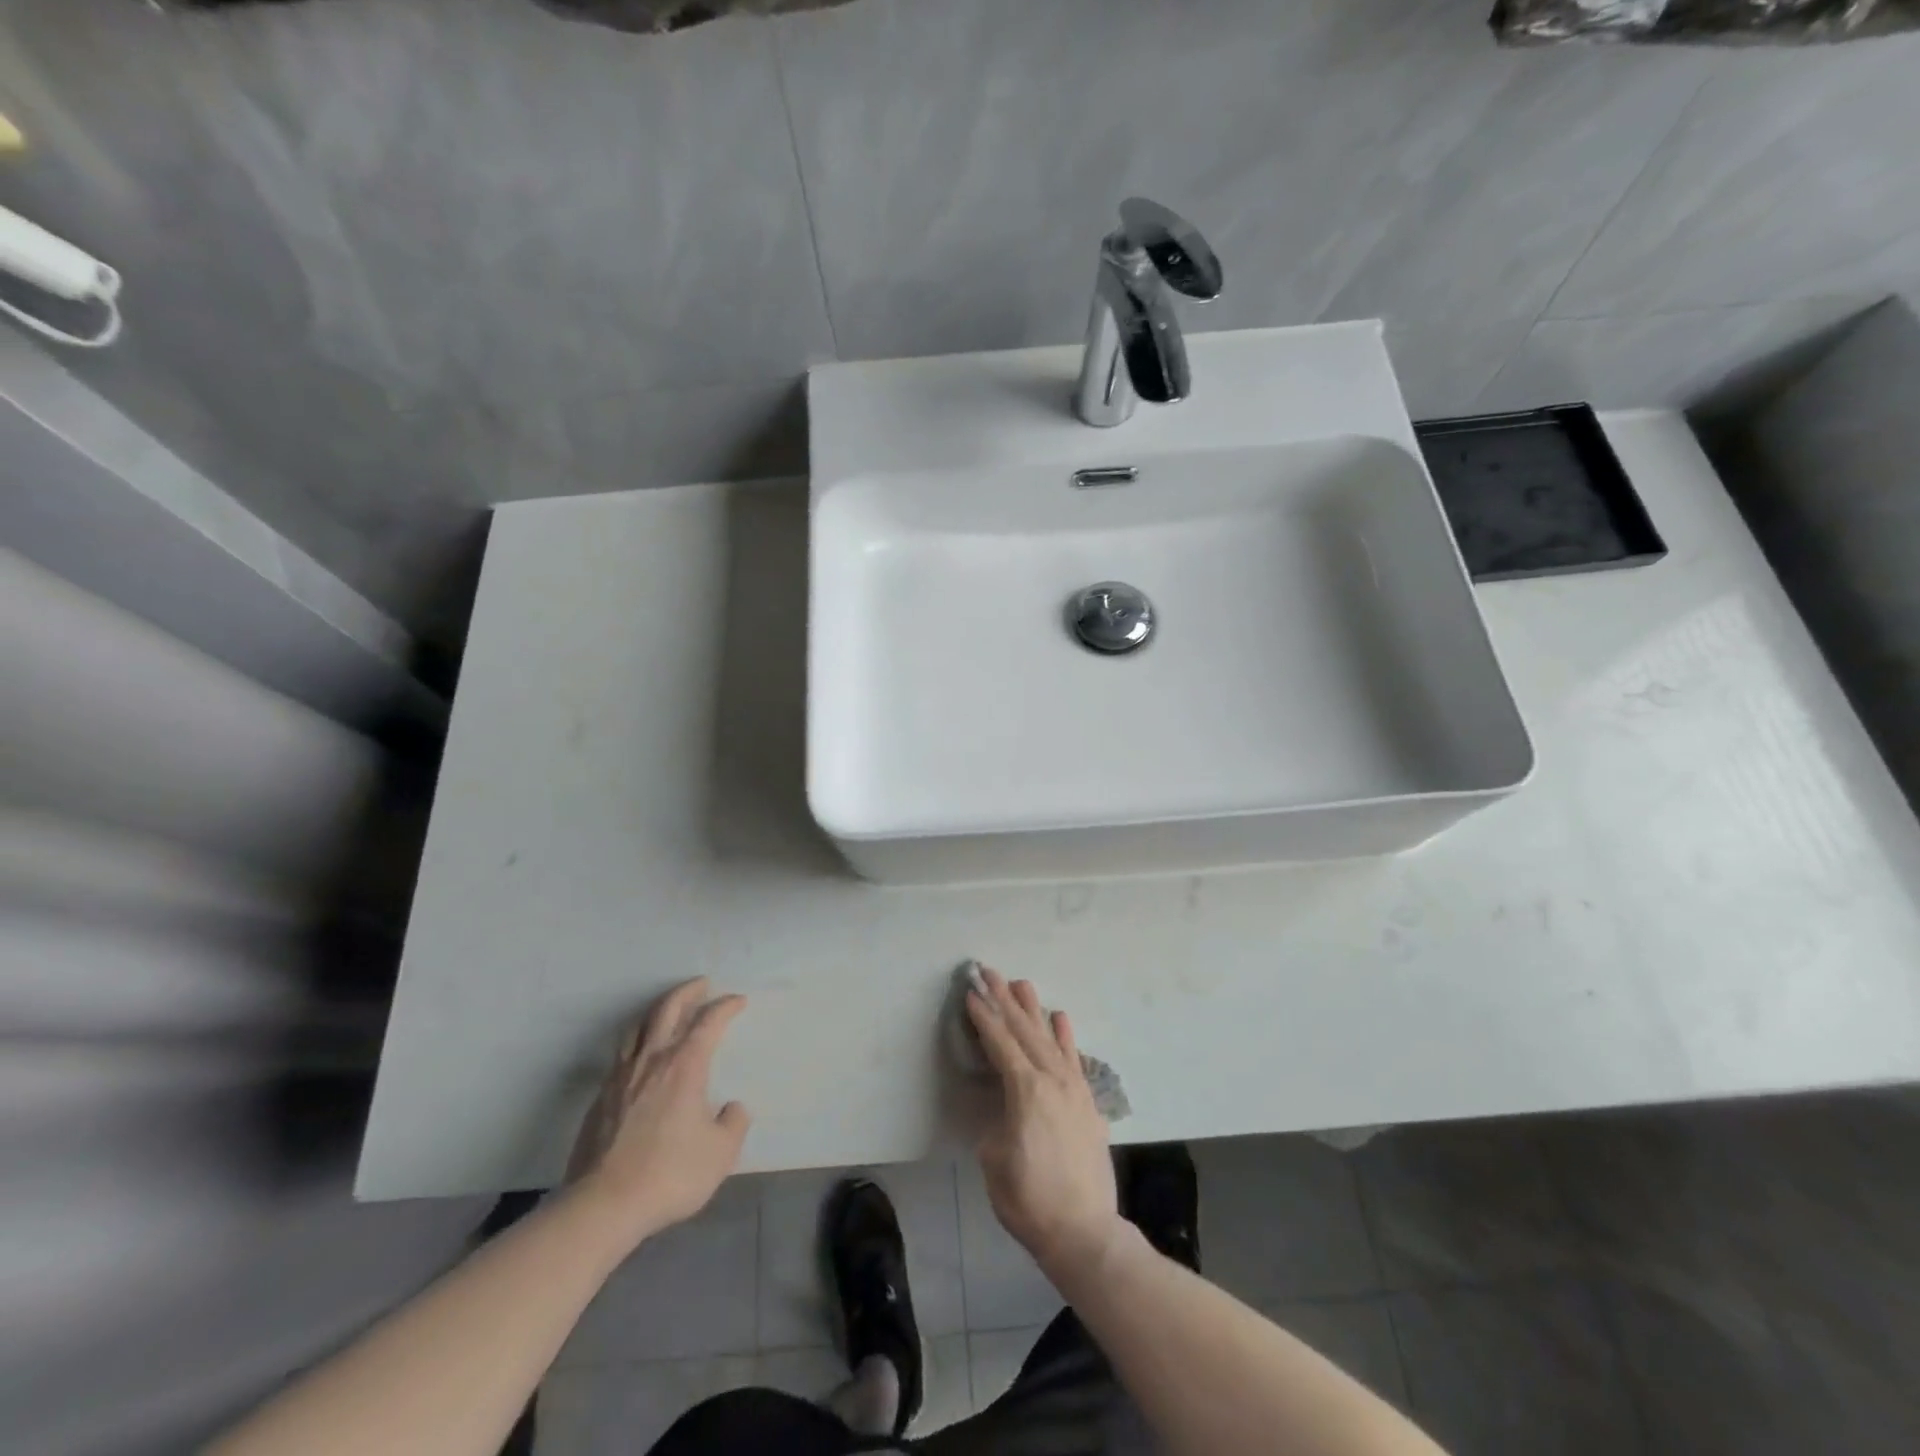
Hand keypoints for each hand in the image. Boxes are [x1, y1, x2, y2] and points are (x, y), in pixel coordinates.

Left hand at [566, 978, 749, 1250]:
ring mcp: (621, 1077)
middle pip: (667, 1009)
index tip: (738, 1000)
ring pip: (638, 1027)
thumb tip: (732, 1108)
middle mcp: (652, 1060)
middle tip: (701, 984)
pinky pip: (621, 1054)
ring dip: (657, 1010)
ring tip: (667, 1009)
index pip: (708, 1022)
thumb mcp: (720, 1153)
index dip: (725, 1006)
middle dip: (687, 992)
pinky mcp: (599, 1098)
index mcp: (685, 1065)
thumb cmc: (669, 1173)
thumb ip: (733, 1124)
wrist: (603, 1205)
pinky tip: (640, 1054)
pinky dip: (637, 1041)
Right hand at [966, 966, 1123, 1284]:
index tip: (971, 992)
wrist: (1085, 1232)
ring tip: (1021, 983)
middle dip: (1004, 999)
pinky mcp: (1088, 1101)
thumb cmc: (1029, 1201)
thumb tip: (1003, 1110)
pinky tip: (1060, 1017)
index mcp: (1025, 1090)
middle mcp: (1052, 1079)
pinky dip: (1065, 1035)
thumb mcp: (995, 1160)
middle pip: (1024, 1030)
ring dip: (1033, 1009)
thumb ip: (996, 1122)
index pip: (1000, 1043)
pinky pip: (1074, 1057)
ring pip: (1049, 1037)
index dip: (984, 1016)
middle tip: (989, 972)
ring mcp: (1074, 1088)